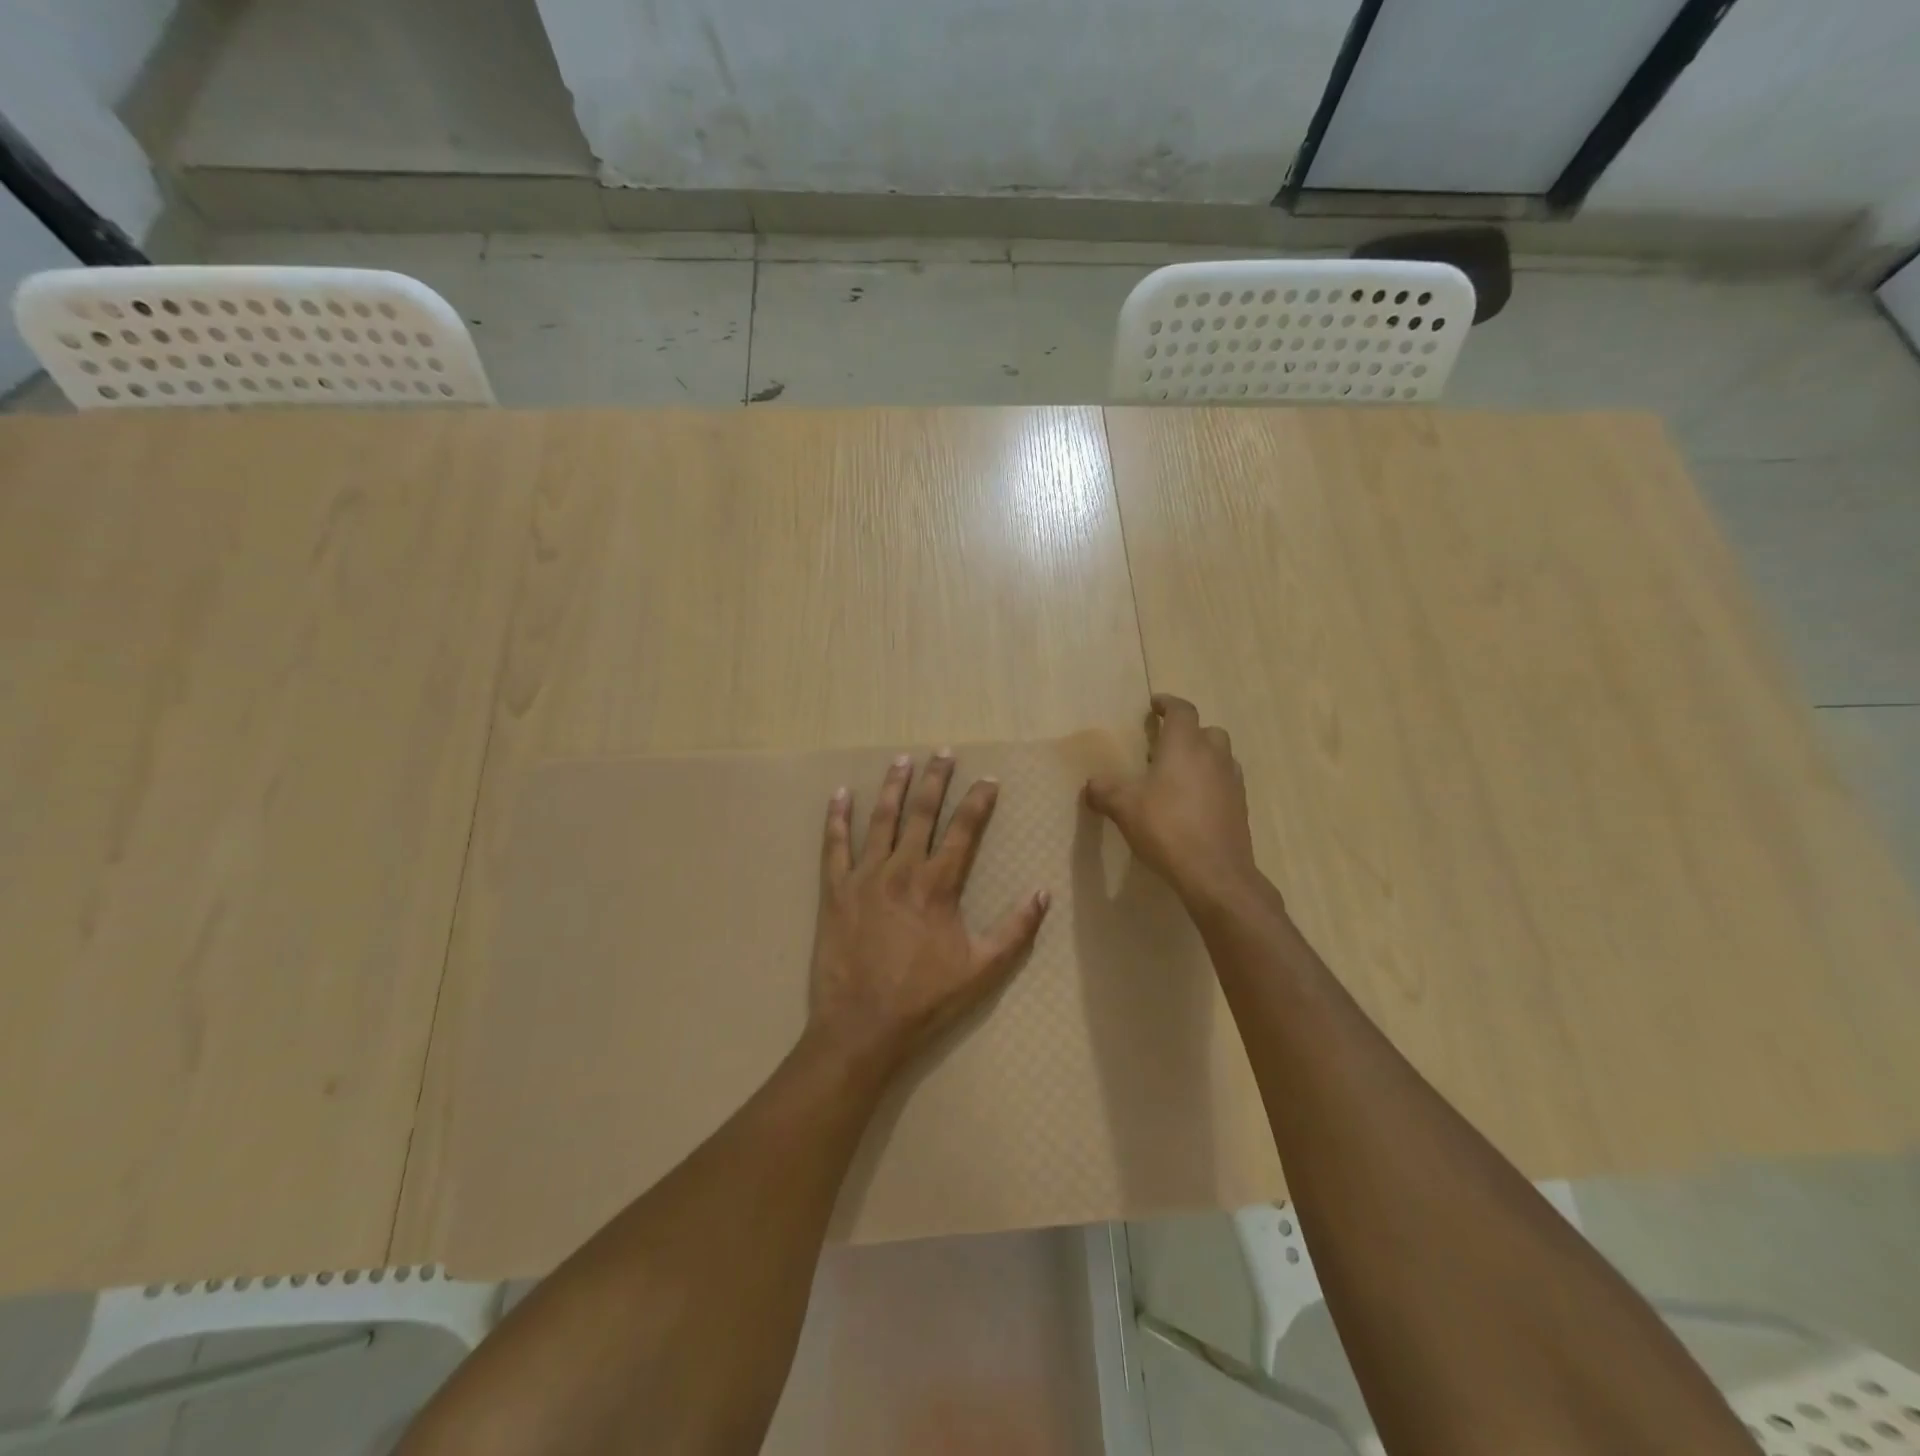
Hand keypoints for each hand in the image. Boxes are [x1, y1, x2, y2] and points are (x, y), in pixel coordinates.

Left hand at [807, 751, 1049, 1079]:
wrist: (862, 1026)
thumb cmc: (925, 999)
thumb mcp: (982, 970)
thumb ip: (1015, 930)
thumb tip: (1043, 893)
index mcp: (939, 885)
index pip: (963, 830)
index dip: (978, 802)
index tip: (989, 779)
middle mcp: (902, 870)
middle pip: (922, 813)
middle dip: (936, 780)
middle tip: (943, 753)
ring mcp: (865, 877)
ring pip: (881, 820)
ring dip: (893, 787)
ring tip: (902, 760)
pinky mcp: (835, 891)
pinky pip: (834, 846)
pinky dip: (837, 818)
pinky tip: (840, 794)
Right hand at [1084, 695, 1259, 908]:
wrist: (1215, 873)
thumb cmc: (1167, 828)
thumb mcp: (1124, 808)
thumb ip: (1105, 791)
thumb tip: (1092, 783)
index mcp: (1185, 746)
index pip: (1182, 711)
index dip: (1168, 704)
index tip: (1155, 705)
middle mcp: (1213, 756)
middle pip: (1207, 731)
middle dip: (1188, 732)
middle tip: (1165, 746)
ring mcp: (1232, 782)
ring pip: (1220, 756)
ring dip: (1203, 757)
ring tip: (1179, 775)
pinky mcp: (1240, 807)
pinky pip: (1225, 783)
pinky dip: (1211, 783)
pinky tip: (1193, 803)